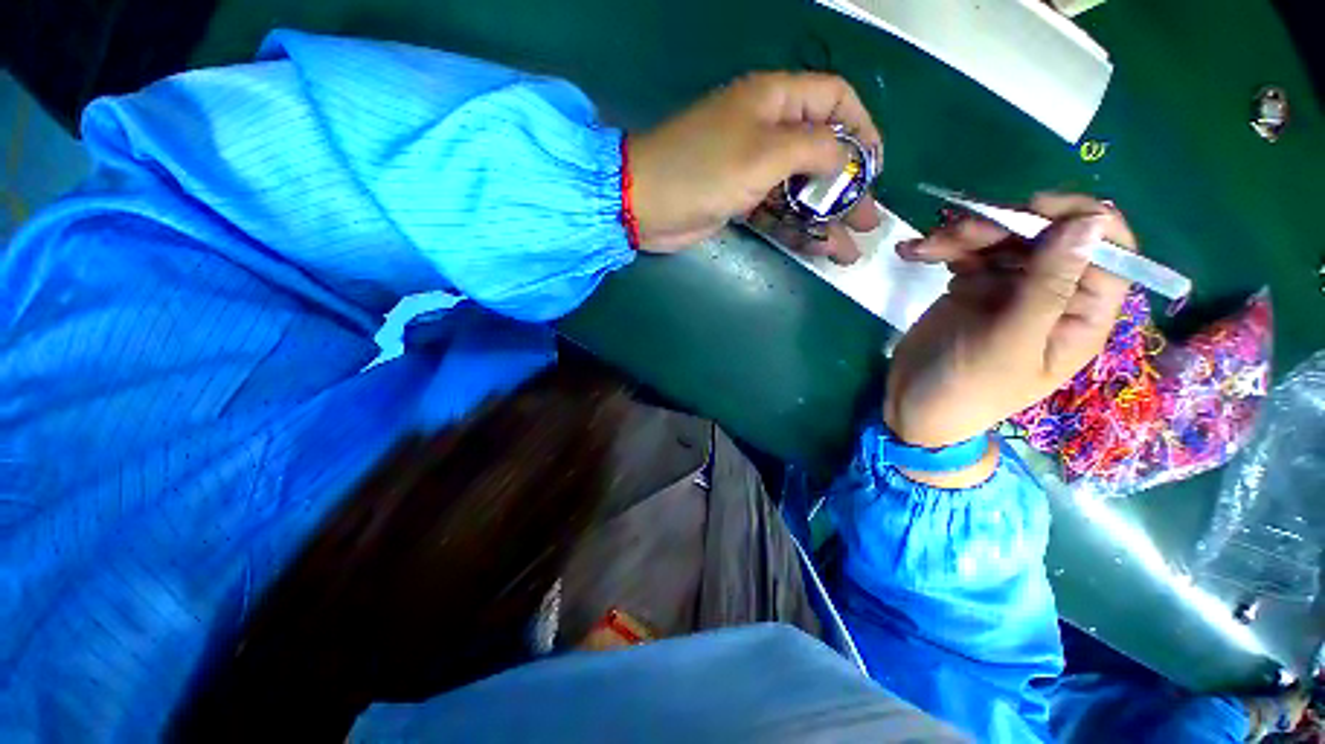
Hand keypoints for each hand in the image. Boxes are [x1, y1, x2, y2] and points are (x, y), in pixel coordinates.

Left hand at [628, 72, 881, 262]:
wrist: (645, 205)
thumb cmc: (702, 169)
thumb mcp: (763, 152)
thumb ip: (811, 149)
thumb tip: (844, 158)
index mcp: (774, 101)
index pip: (834, 100)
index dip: (861, 128)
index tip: (876, 165)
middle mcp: (767, 132)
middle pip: (821, 154)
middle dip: (848, 187)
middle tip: (869, 218)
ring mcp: (752, 171)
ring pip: (800, 190)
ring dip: (826, 217)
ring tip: (850, 247)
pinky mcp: (739, 202)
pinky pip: (777, 213)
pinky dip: (797, 229)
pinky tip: (819, 248)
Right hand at [885, 194, 1137, 448]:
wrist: (914, 406)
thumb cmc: (969, 388)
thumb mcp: (1009, 343)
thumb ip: (1048, 287)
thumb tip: (1089, 222)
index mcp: (1080, 314)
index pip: (1108, 251)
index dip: (1079, 219)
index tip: (1032, 209)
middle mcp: (1052, 294)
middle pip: (1045, 236)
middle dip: (1001, 226)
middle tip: (953, 234)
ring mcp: (1009, 290)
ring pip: (1002, 239)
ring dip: (962, 235)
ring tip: (922, 248)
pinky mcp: (972, 288)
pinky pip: (966, 253)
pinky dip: (941, 248)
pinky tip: (913, 253)